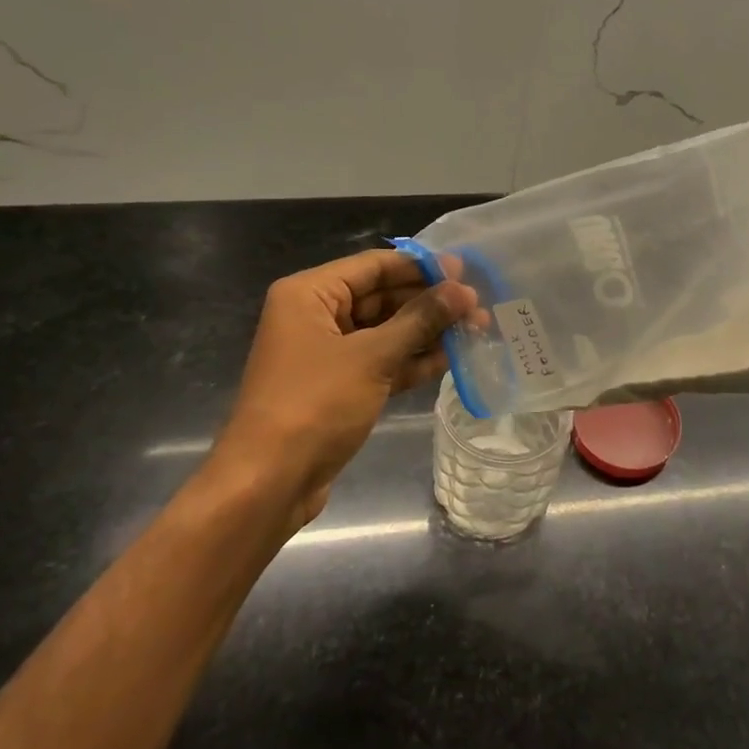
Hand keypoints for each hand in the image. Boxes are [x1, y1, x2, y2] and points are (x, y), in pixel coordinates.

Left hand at [191, 250, 476, 537]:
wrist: (270, 481)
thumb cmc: (315, 404)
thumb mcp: (372, 356)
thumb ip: (420, 320)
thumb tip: (463, 291)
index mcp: (310, 294)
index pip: (373, 266)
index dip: (421, 267)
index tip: (466, 271)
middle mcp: (316, 316)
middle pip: (381, 297)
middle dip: (429, 302)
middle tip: (478, 306)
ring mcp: (328, 354)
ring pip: (385, 332)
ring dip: (427, 332)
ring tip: (476, 330)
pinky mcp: (340, 387)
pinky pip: (381, 362)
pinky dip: (412, 361)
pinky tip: (451, 359)